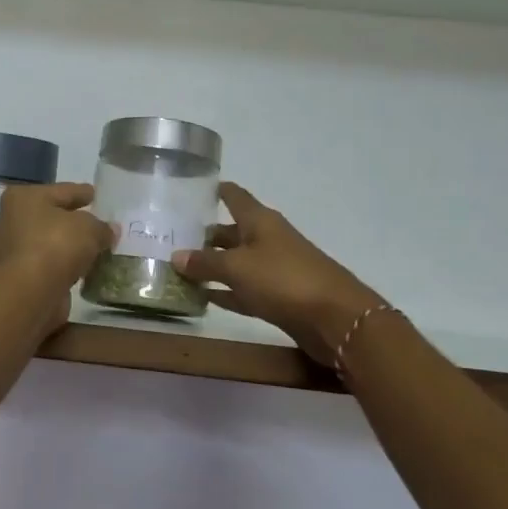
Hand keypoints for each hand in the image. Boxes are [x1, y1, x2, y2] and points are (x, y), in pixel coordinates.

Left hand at [0, 182, 113, 294]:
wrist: (30, 291)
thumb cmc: (56, 245)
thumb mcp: (89, 228)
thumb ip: (101, 227)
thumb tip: (109, 230)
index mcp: (23, 198)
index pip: (61, 191)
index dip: (80, 192)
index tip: (95, 194)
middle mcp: (9, 220)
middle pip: (49, 216)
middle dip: (71, 221)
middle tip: (95, 224)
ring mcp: (9, 250)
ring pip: (46, 242)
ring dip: (65, 246)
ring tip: (91, 250)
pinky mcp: (15, 276)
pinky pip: (45, 264)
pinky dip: (60, 266)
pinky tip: (79, 270)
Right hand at [171, 183, 385, 360]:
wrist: (335, 318)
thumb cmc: (283, 279)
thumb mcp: (237, 267)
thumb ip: (205, 262)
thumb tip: (176, 256)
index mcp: (260, 221)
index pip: (234, 196)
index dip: (215, 191)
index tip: (191, 190)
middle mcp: (267, 239)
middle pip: (232, 231)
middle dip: (205, 235)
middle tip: (172, 238)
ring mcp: (275, 269)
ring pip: (237, 262)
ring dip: (212, 265)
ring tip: (180, 268)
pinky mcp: (279, 297)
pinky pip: (244, 289)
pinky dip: (226, 292)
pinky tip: (204, 297)